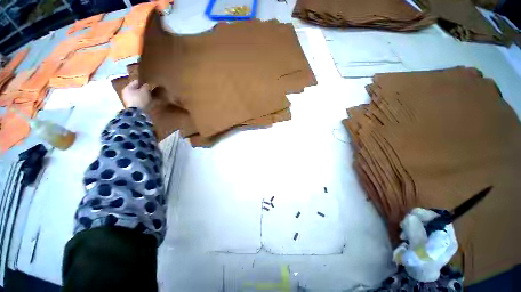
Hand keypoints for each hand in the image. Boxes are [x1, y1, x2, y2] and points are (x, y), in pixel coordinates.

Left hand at [122, 80, 150, 108]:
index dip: (143, 82)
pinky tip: (145, 103)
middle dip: (141, 90)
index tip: (148, 84)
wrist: (137, 113)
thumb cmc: (140, 99)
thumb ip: (146, 86)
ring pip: (135, 95)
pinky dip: (141, 101)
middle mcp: (125, 92)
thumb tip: (146, 85)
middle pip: (135, 89)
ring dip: (141, 96)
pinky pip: (136, 101)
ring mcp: (127, 100)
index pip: (136, 82)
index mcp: (128, 87)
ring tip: (148, 98)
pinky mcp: (131, 106)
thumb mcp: (145, 91)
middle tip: (149, 91)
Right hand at [393, 208, 457, 281]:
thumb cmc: (421, 262)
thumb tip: (410, 216)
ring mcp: (437, 240)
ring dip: (411, 227)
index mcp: (448, 238)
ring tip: (403, 234)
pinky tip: (405, 238)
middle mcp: (445, 237)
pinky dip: (411, 232)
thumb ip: (415, 230)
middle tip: (403, 226)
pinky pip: (419, 231)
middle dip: (415, 221)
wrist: (419, 278)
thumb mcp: (418, 246)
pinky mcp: (428, 242)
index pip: (439, 218)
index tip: (410, 216)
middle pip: (430, 221)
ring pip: (423, 226)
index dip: (425, 214)